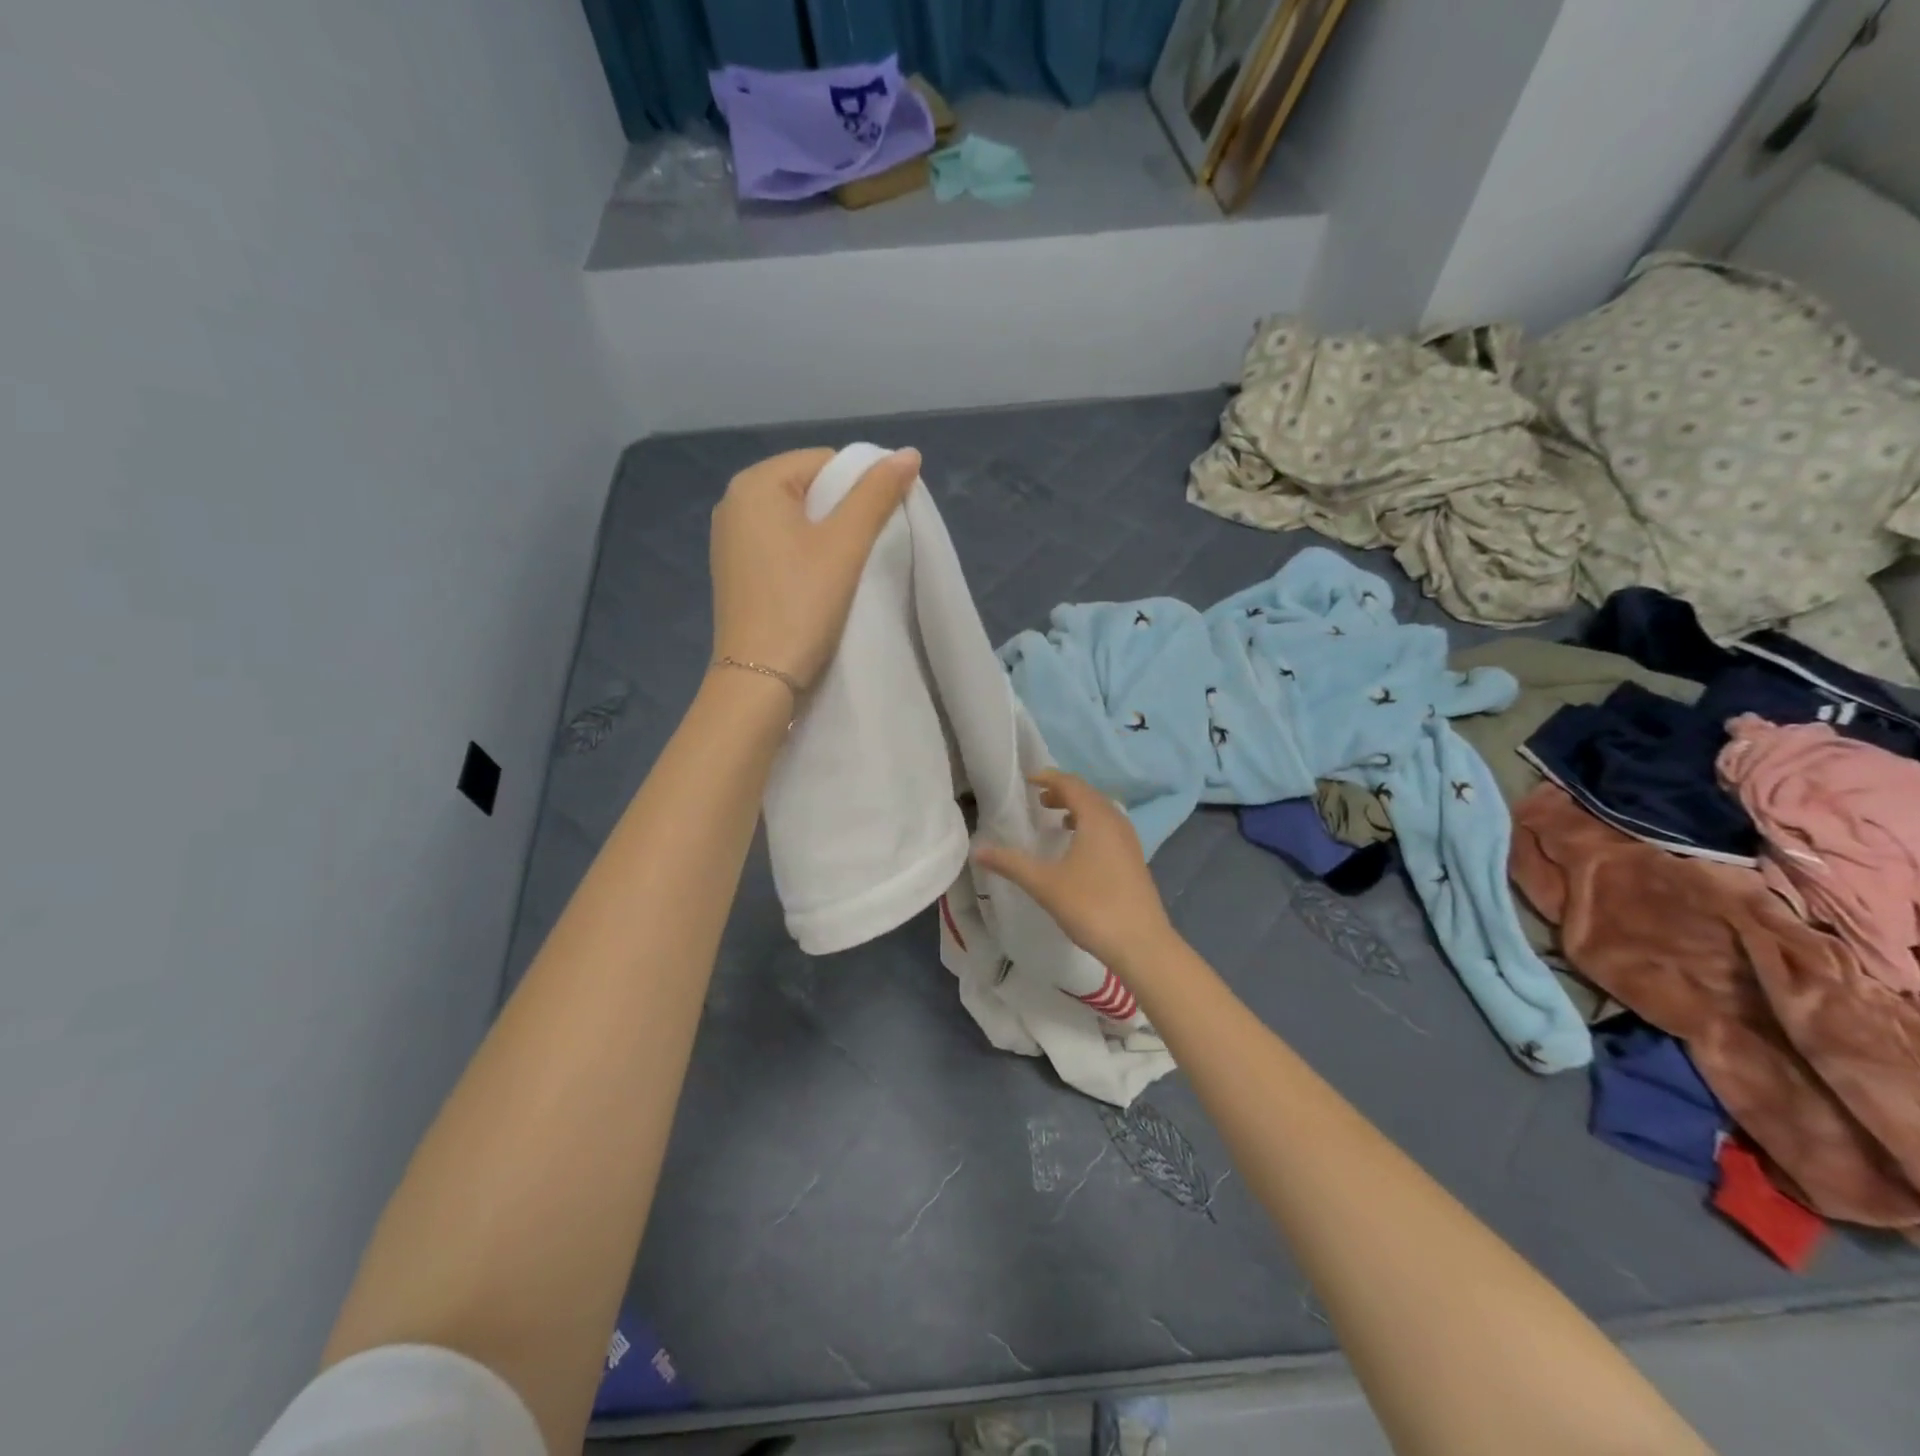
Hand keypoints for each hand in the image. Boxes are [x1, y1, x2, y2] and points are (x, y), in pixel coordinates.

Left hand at [709, 446, 922, 691]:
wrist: (759, 678)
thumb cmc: (803, 603)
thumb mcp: (846, 544)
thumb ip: (877, 494)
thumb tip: (909, 453)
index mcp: (755, 484)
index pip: (824, 461)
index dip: (862, 485)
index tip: (882, 524)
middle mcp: (734, 503)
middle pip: (808, 488)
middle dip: (844, 511)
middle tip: (869, 548)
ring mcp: (730, 540)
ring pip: (795, 520)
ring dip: (827, 536)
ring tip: (848, 568)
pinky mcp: (735, 572)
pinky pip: (780, 546)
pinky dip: (805, 556)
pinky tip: (820, 583)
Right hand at [974, 770, 1179, 978]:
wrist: (1142, 944)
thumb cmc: (1091, 906)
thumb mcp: (1045, 884)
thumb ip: (1011, 864)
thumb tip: (977, 850)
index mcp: (1096, 818)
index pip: (1071, 784)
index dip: (1049, 778)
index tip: (1028, 780)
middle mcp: (1116, 822)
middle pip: (1088, 795)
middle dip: (1063, 792)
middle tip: (1038, 798)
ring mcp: (1129, 842)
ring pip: (1101, 812)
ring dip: (1078, 809)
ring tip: (1056, 819)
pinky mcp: (1134, 860)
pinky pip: (1109, 829)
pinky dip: (1090, 826)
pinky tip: (1079, 849)